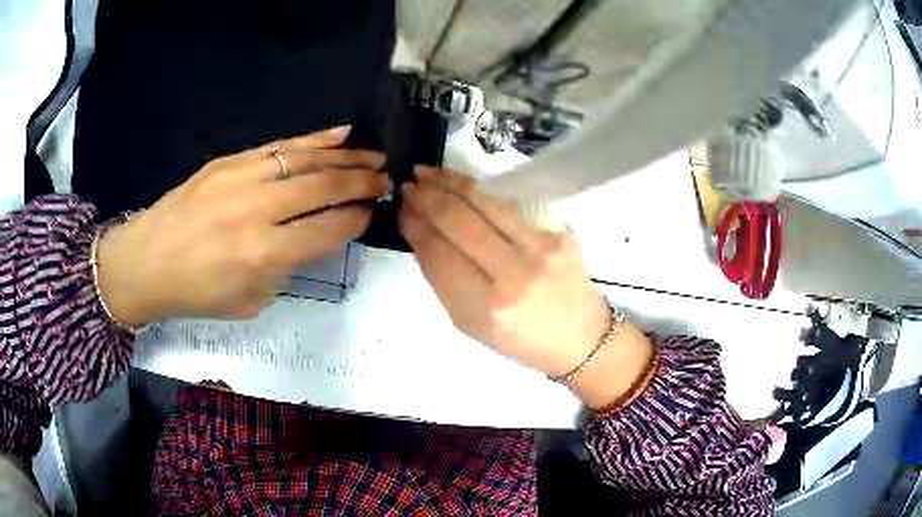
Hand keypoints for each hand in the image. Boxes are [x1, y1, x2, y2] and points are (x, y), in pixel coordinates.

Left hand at [97, 126, 388, 325]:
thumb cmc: (195, 293)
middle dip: (363, 182)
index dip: (358, 218)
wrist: (145, 262)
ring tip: (373, 155)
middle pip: (325, 187)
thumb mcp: (249, 301)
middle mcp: (257, 211)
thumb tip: (315, 238)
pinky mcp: (228, 161)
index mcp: (263, 255)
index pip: (329, 228)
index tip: (372, 211)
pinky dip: (313, 139)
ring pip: (306, 159)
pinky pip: (279, 146)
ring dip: (346, 156)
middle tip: (386, 179)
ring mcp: (241, 178)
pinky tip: (339, 134)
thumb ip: (287, 269)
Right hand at [399, 167, 653, 408]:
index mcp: (487, 308)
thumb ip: (444, 281)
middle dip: (428, 198)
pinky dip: (480, 193)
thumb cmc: (520, 340)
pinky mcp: (560, 234)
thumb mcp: (471, 324)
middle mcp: (515, 275)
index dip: (415, 226)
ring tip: (428, 172)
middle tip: (409, 184)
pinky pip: (510, 207)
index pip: (439, 254)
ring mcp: (542, 250)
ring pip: (486, 204)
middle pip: (460, 222)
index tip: (402, 210)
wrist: (581, 338)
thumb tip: (423, 234)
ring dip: (451, 183)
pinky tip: (462, 185)